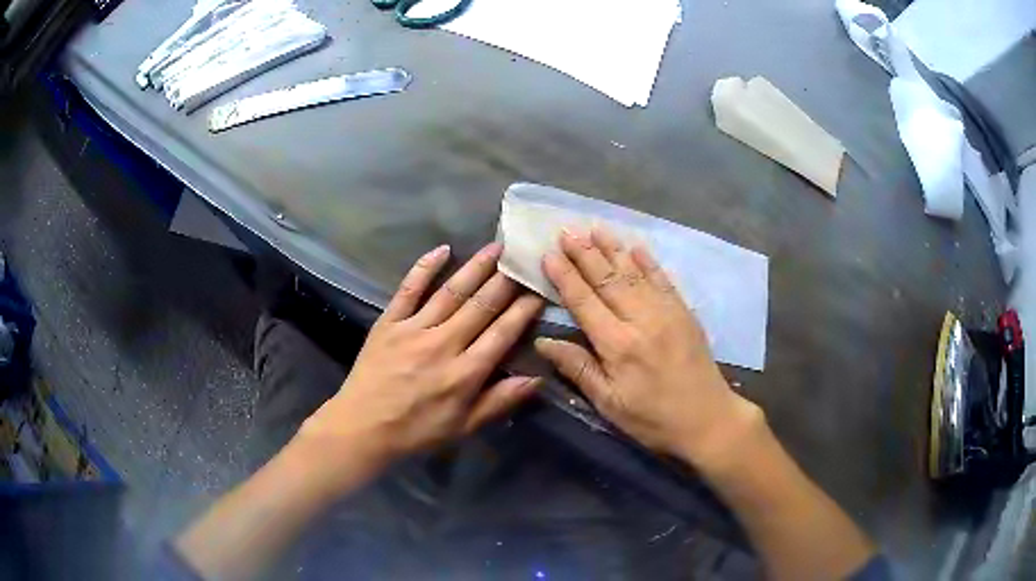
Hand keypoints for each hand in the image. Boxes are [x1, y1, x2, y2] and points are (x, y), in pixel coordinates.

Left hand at [298, 243, 543, 470]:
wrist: (362, 427)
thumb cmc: (416, 431)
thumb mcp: (463, 427)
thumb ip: (500, 401)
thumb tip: (537, 378)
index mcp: (465, 373)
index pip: (502, 333)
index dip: (523, 310)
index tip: (539, 290)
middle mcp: (444, 344)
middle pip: (481, 306)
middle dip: (506, 281)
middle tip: (523, 258)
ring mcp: (414, 329)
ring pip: (451, 292)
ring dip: (476, 267)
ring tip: (496, 247)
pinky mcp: (389, 322)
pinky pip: (409, 289)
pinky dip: (425, 267)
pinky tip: (443, 249)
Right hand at [534, 228, 759, 467]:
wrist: (708, 419)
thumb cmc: (653, 418)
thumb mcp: (609, 403)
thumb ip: (578, 369)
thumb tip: (543, 342)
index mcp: (618, 345)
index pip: (584, 301)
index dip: (565, 276)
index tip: (549, 253)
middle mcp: (641, 319)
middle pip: (607, 279)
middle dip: (584, 253)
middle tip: (566, 230)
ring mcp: (666, 312)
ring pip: (634, 272)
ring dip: (613, 248)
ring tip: (594, 228)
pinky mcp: (684, 312)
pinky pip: (663, 280)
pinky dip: (648, 262)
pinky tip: (636, 247)